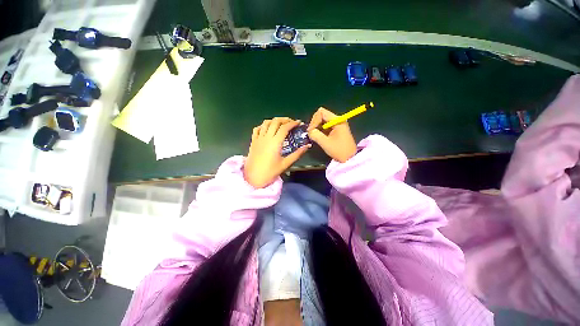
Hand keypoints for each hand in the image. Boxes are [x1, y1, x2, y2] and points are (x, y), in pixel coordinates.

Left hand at [244, 117, 310, 187]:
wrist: (253, 178)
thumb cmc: (270, 172)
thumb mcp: (285, 164)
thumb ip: (297, 154)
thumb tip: (307, 146)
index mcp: (275, 142)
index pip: (285, 127)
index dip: (293, 123)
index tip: (299, 123)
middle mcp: (267, 137)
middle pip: (275, 121)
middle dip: (284, 119)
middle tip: (291, 123)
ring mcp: (258, 138)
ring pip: (266, 123)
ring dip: (274, 121)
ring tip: (280, 124)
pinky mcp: (253, 141)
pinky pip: (257, 129)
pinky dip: (263, 126)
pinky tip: (267, 129)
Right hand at [307, 107, 356, 162]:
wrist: (350, 158)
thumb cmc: (339, 150)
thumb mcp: (326, 143)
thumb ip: (315, 135)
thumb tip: (309, 131)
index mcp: (337, 120)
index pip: (321, 112)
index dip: (314, 120)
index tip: (311, 131)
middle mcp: (337, 119)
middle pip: (321, 115)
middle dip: (314, 123)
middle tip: (311, 133)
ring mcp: (337, 124)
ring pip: (322, 121)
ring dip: (316, 127)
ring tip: (313, 135)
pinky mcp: (336, 129)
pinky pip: (325, 126)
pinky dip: (320, 130)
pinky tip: (318, 136)